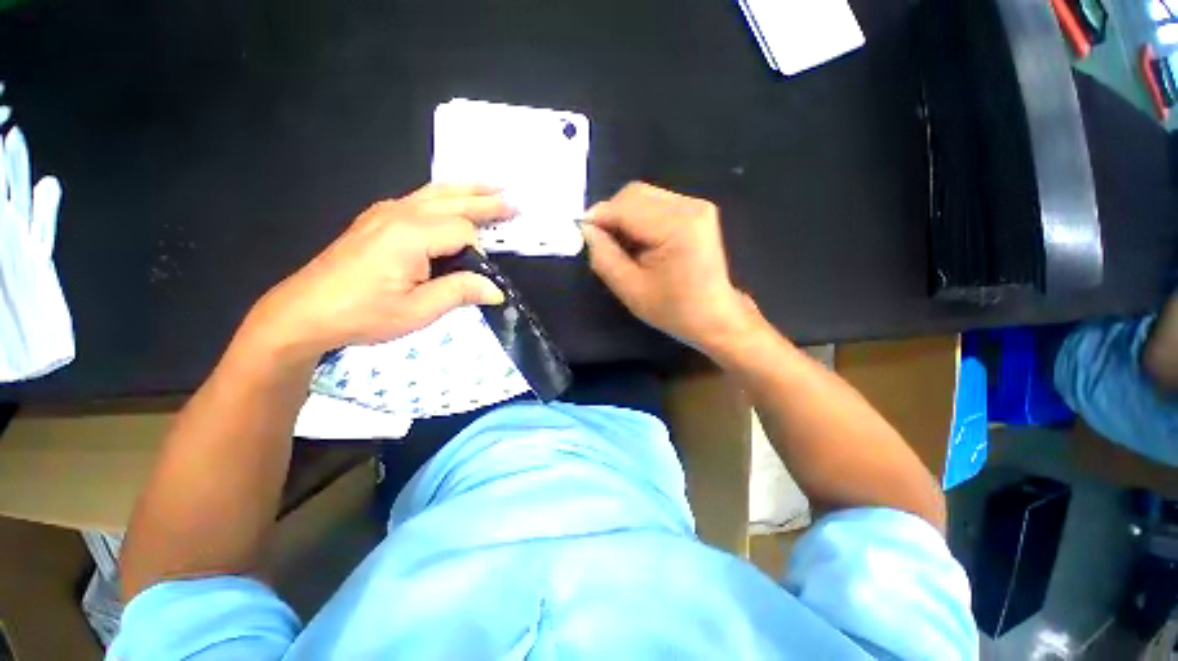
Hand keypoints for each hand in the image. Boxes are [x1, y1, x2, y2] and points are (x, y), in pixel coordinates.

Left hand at [243, 183, 512, 360]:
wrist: (305, 311)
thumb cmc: (363, 313)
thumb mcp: (418, 311)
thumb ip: (460, 293)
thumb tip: (496, 290)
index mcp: (411, 235)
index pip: (463, 231)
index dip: (478, 254)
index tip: (479, 278)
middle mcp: (399, 214)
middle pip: (453, 201)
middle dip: (485, 202)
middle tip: (512, 202)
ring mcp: (385, 212)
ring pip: (435, 193)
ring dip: (466, 190)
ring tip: (490, 187)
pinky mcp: (377, 218)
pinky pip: (418, 197)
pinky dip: (443, 194)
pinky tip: (450, 198)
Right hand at [581, 182, 762, 355]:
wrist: (715, 317)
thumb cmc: (674, 310)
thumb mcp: (630, 289)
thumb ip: (604, 256)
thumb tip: (587, 229)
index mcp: (677, 226)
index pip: (625, 206)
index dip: (598, 218)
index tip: (582, 235)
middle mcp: (690, 206)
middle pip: (634, 193)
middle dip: (611, 215)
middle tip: (603, 244)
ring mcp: (696, 205)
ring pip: (643, 196)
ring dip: (624, 217)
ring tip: (624, 247)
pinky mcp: (697, 211)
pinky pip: (656, 203)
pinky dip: (639, 219)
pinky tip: (640, 242)